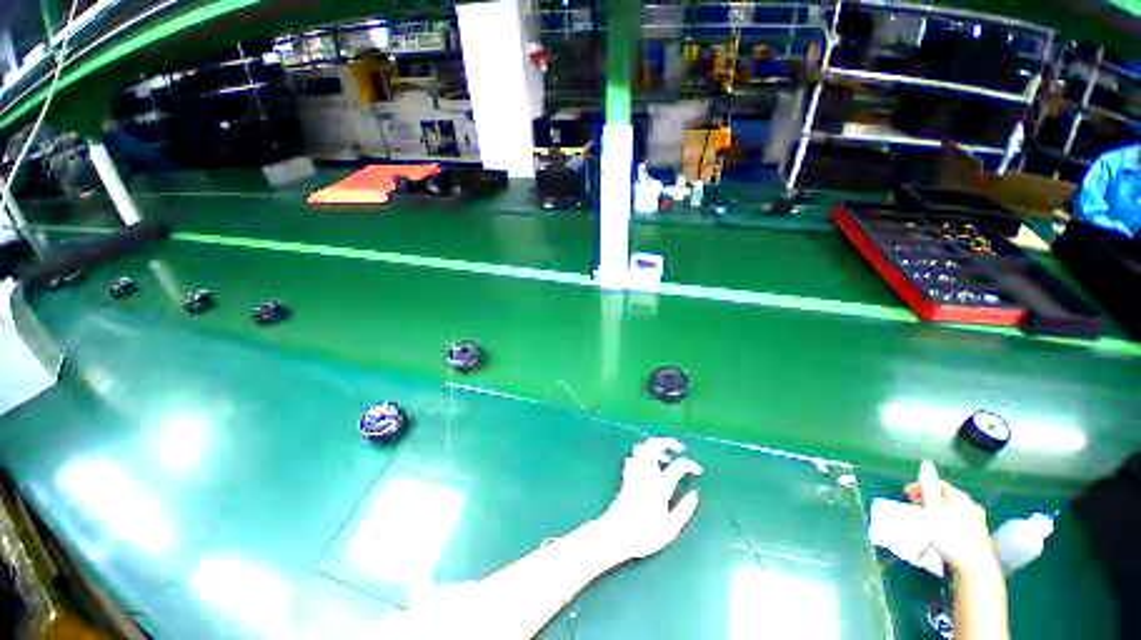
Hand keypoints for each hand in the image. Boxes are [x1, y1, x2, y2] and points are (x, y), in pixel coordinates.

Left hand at [599, 437, 703, 561]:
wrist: (615, 534)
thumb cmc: (644, 535)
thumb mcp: (670, 529)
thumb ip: (684, 510)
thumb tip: (695, 494)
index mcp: (660, 486)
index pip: (678, 466)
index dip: (690, 464)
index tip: (698, 471)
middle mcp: (646, 474)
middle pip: (654, 446)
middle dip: (667, 442)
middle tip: (679, 449)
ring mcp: (634, 473)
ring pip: (642, 448)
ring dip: (654, 447)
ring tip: (664, 457)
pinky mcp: (626, 477)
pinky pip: (633, 457)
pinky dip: (642, 455)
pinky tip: (648, 464)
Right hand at [905, 460, 998, 577]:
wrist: (975, 567)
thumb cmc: (951, 536)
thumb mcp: (935, 510)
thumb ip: (929, 488)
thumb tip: (926, 465)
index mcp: (961, 497)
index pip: (939, 484)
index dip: (921, 485)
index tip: (906, 493)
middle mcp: (971, 506)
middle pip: (946, 497)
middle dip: (928, 499)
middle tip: (914, 505)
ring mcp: (977, 521)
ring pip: (953, 510)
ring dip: (937, 511)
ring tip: (925, 519)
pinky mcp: (978, 536)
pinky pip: (958, 521)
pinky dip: (946, 521)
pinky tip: (941, 531)